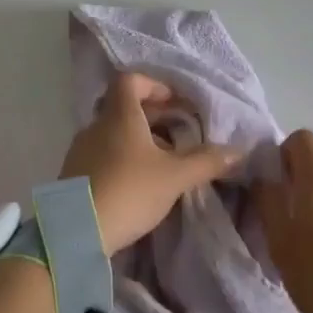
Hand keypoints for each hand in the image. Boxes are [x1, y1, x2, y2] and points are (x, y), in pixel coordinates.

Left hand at [61, 72, 243, 255]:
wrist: (76, 232)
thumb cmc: (129, 191)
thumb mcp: (174, 177)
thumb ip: (206, 161)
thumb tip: (238, 151)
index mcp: (119, 115)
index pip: (130, 80)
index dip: (154, 85)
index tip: (175, 104)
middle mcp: (96, 125)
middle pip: (123, 106)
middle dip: (152, 116)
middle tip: (177, 133)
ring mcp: (81, 149)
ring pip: (113, 132)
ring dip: (137, 139)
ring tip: (162, 161)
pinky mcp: (74, 174)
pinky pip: (102, 154)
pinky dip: (122, 158)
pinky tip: (138, 183)